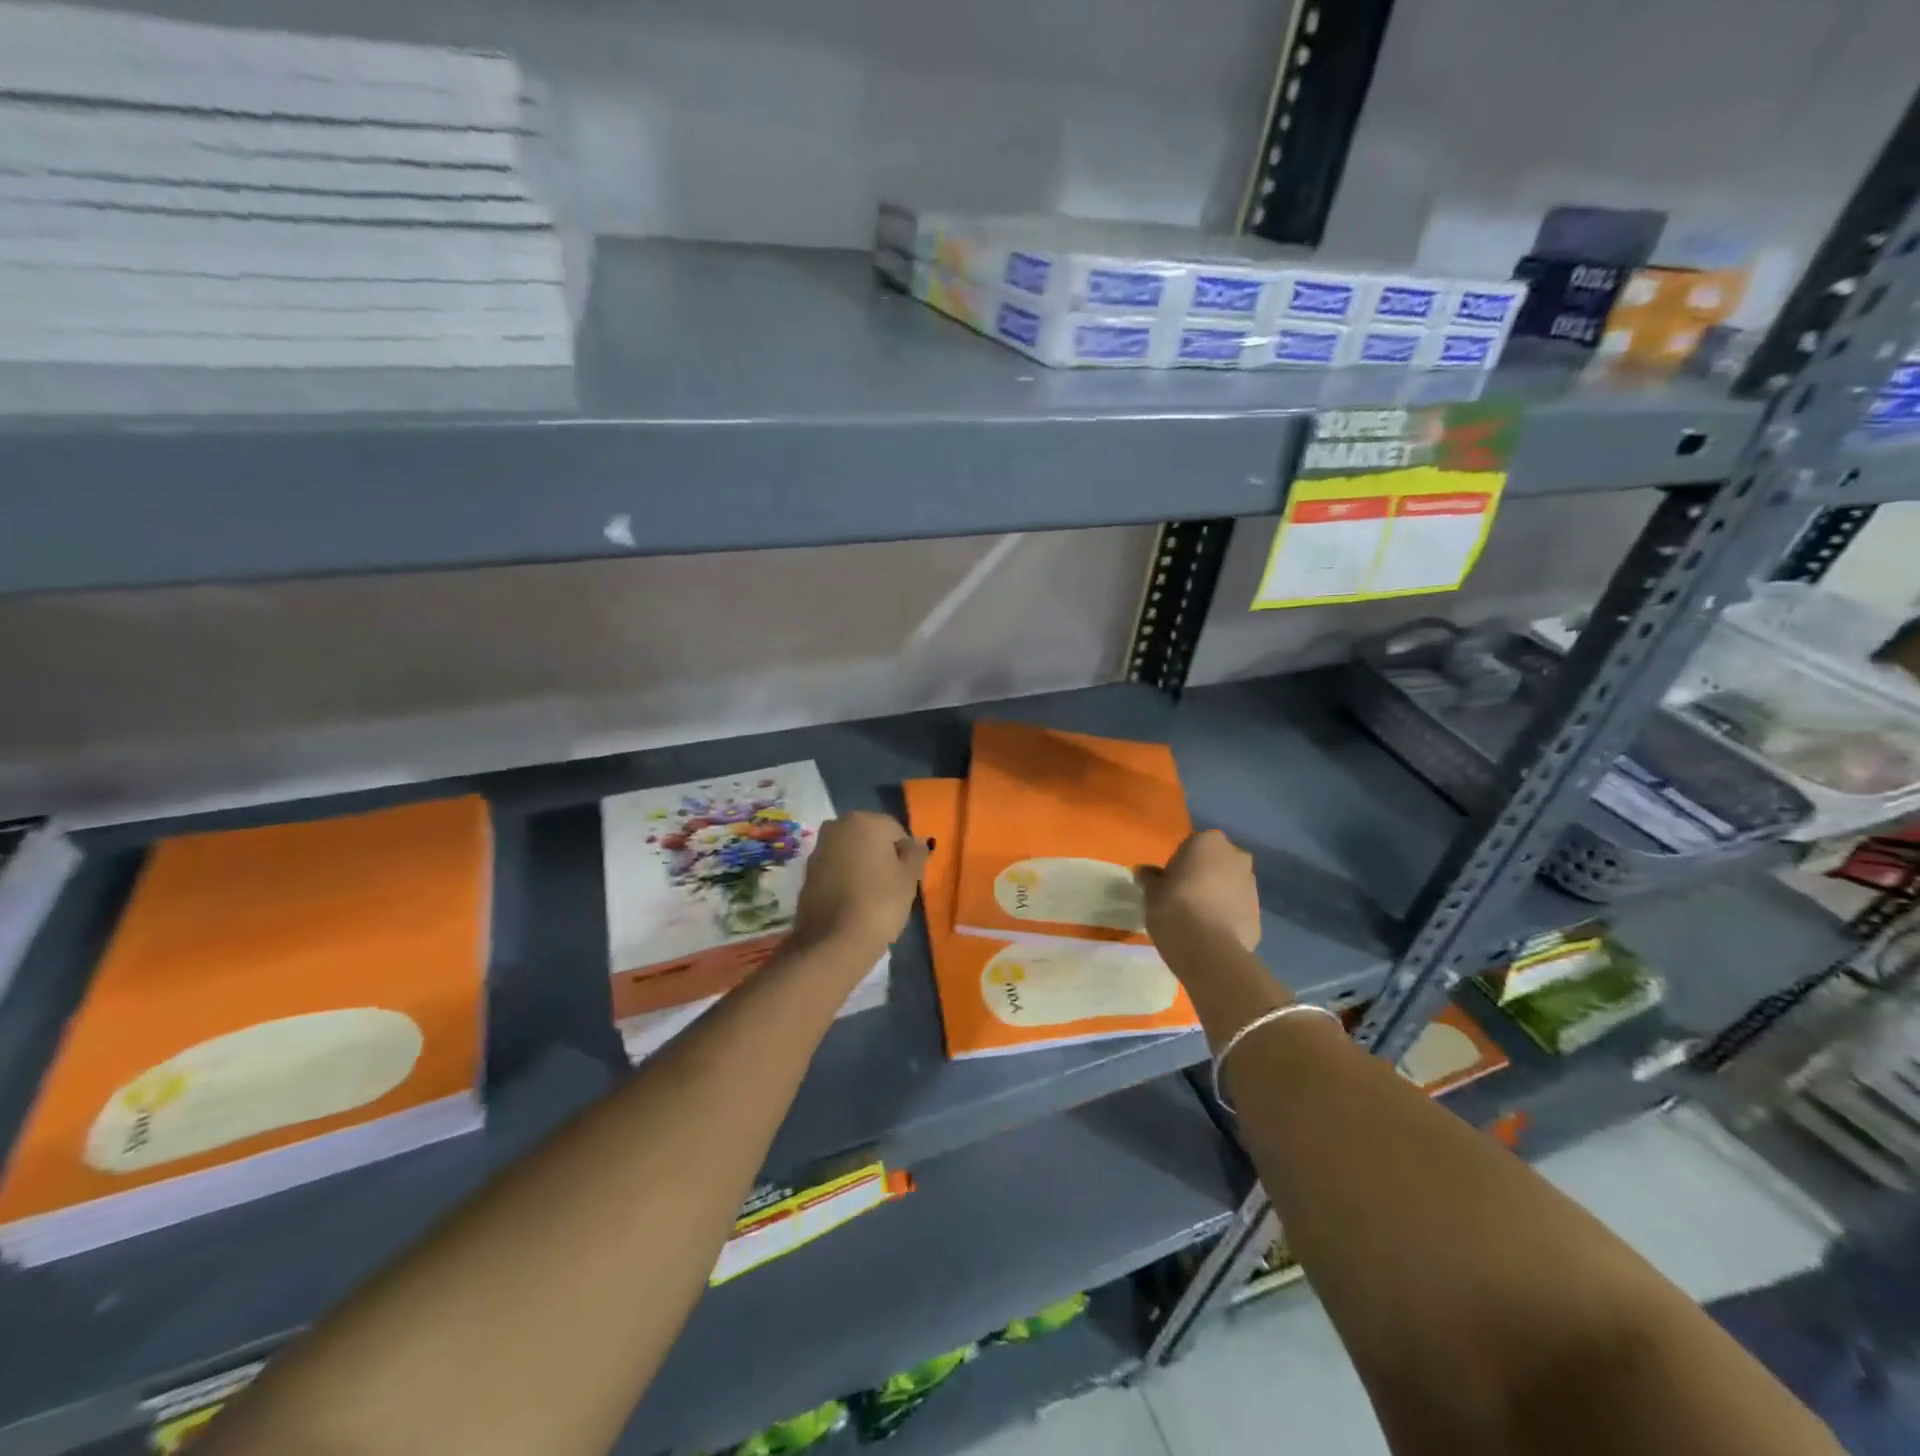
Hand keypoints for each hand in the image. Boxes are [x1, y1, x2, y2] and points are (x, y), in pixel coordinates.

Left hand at [792, 811, 929, 953]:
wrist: (834, 941)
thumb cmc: (880, 902)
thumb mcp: (909, 878)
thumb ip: (916, 854)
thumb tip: (918, 843)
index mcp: (865, 821)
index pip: (895, 831)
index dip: (905, 855)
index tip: (907, 879)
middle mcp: (837, 827)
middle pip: (869, 838)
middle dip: (880, 857)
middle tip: (891, 887)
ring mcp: (818, 850)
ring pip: (850, 854)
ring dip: (861, 868)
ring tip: (871, 898)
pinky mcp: (806, 873)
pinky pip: (835, 870)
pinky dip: (845, 880)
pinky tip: (852, 903)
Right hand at [1136, 829, 1261, 951]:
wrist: (1208, 949)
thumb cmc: (1174, 906)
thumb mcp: (1151, 891)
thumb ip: (1150, 878)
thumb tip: (1145, 872)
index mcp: (1209, 842)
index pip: (1192, 845)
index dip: (1180, 863)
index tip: (1170, 881)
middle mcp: (1236, 858)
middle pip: (1217, 863)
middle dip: (1206, 875)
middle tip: (1185, 896)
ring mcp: (1252, 886)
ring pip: (1231, 885)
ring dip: (1219, 895)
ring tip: (1198, 918)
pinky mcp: (1259, 915)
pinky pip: (1238, 910)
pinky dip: (1228, 917)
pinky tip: (1211, 933)